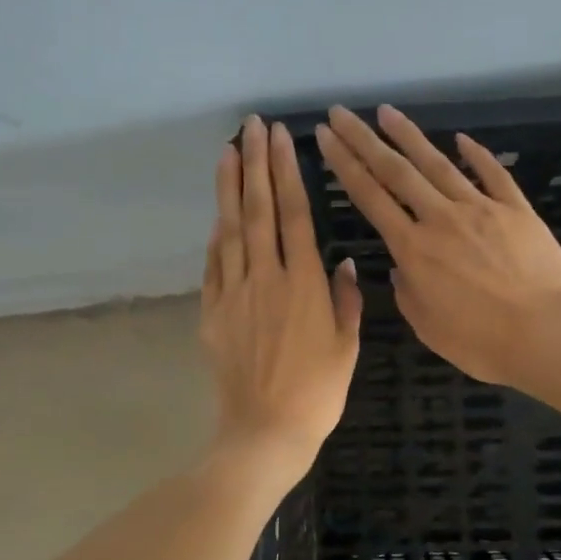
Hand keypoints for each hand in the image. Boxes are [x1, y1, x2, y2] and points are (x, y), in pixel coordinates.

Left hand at [200, 116, 362, 476]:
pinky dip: (216, 237)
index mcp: (304, 284)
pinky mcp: (213, 314)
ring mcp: (234, 294)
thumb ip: (347, 301)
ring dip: (229, 189)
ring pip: (230, 231)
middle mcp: (266, 279)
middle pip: (258, 211)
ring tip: (227, 153)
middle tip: (251, 127)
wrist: (265, 432)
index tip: (280, 138)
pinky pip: (213, 266)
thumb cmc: (317, 394)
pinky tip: (218, 217)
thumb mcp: (347, 349)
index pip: (294, 214)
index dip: (286, 172)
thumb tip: (345, 263)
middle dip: (255, 164)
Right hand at [315, 104, 560, 385]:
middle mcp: (440, 218)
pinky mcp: (517, 210)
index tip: (325, 137)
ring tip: (386, 112)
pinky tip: (460, 138)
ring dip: (409, 136)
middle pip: (396, 170)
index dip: (344, 165)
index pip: (370, 197)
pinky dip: (476, 154)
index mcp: (413, 248)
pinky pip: (493, 174)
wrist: (547, 332)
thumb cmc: (481, 341)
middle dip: (363, 139)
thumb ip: (408, 291)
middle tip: (341, 112)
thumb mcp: (427, 325)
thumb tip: (402, 267)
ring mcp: (481, 209)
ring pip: (438, 164)